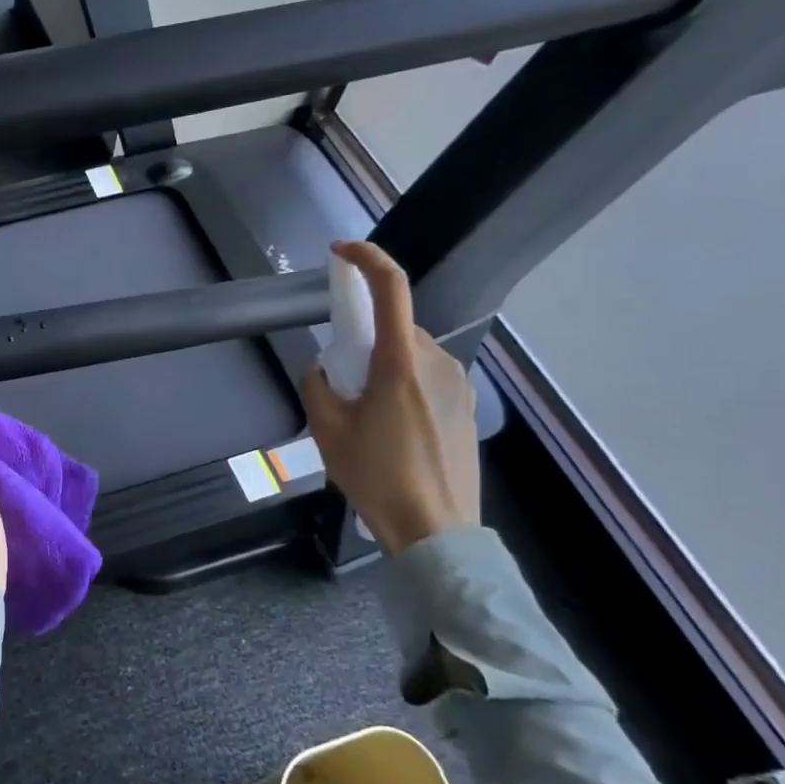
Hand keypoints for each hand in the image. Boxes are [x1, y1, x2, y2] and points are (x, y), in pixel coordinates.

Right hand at [300, 241, 481, 553]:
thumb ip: (317, 385)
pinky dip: (404, 384)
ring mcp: (458, 383)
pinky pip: (427, 376)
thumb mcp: (327, 431)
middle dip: (365, 340)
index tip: (339, 253)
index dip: (366, 258)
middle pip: (395, 327)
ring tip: (368, 416)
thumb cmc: (377, 477)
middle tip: (343, 382)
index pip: (391, 288)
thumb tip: (324, 368)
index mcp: (399, 361)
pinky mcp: (467, 404)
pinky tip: (394, 429)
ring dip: (385, 366)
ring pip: (411, 353)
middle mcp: (436, 361)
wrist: (436, 530)